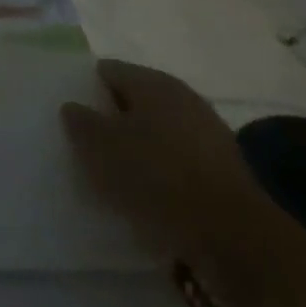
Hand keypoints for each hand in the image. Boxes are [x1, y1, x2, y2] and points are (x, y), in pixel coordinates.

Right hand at [61, 59, 274, 265]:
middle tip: (87, 144)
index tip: (70, 112)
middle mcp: (181, 96)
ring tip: (114, 174)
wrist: (235, 236)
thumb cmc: (159, 177)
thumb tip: (72, 106)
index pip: (108, 70)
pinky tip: (147, 194)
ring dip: (137, 147)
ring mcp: (206, 131)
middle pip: (134, 100)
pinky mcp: (221, 168)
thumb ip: (82, 123)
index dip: (86, 87)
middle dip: (112, 118)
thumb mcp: (103, 148)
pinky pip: (177, 159)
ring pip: (157, 131)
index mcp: (152, 82)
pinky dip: (160, 170)